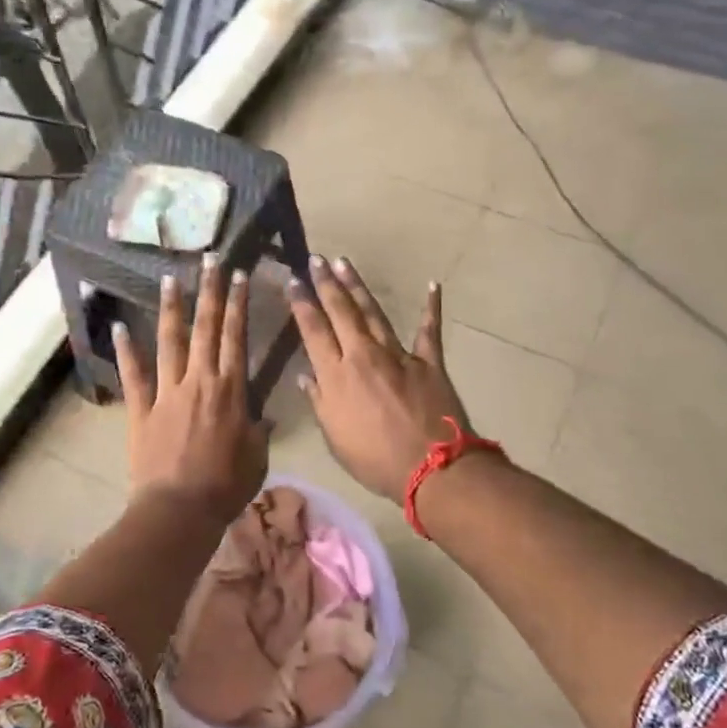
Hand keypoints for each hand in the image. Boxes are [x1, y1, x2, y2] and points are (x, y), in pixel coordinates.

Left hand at [114, 252, 268, 524]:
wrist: (180, 510)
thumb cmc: (226, 486)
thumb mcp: (257, 457)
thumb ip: (258, 431)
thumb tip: (261, 417)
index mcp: (231, 390)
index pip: (236, 337)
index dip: (238, 304)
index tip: (240, 275)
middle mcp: (199, 381)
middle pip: (205, 328)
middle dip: (209, 292)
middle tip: (209, 260)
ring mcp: (167, 393)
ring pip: (170, 342)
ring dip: (171, 309)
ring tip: (170, 278)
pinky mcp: (141, 409)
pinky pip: (134, 375)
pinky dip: (126, 351)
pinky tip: (118, 327)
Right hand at [290, 255, 473, 505]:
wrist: (430, 467)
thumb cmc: (375, 460)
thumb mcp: (335, 438)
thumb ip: (319, 402)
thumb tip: (305, 376)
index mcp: (336, 375)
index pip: (313, 330)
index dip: (302, 304)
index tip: (293, 281)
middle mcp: (363, 356)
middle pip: (341, 312)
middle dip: (326, 283)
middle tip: (316, 259)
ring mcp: (398, 355)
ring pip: (374, 312)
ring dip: (358, 286)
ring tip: (345, 263)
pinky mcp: (428, 361)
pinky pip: (429, 330)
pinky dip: (431, 308)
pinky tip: (433, 286)